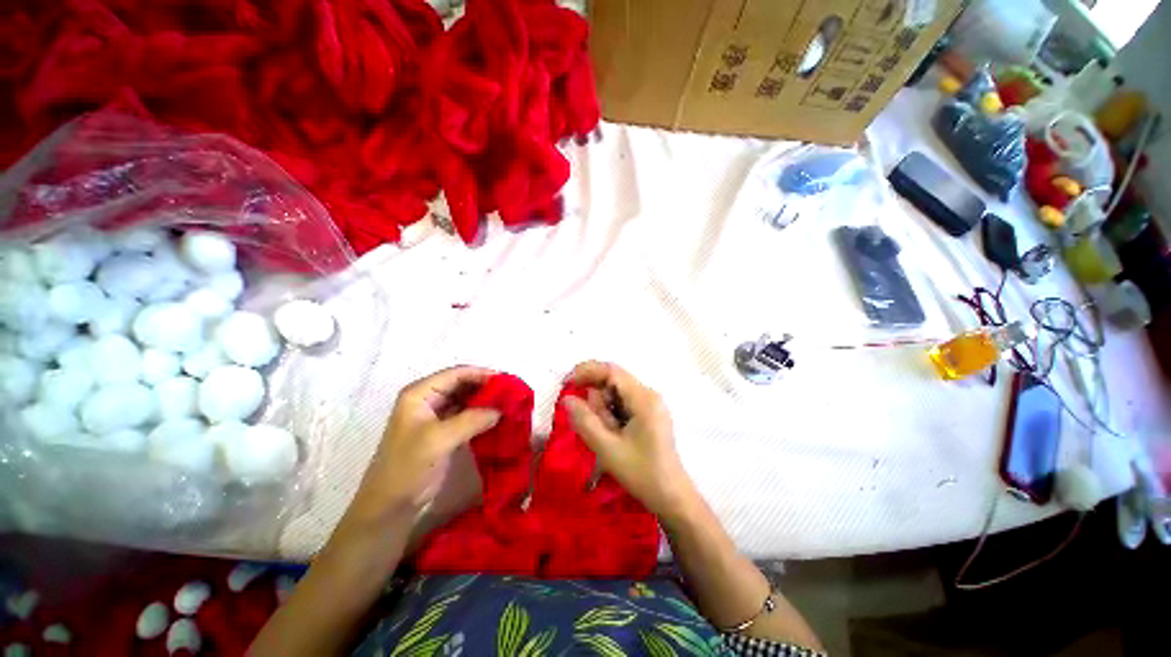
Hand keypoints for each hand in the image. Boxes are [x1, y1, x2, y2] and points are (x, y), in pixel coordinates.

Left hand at [347, 366, 500, 525]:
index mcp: (420, 393)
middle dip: (487, 387)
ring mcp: (436, 416)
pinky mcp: (444, 431)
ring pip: (467, 400)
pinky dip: (483, 415)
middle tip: (513, 393)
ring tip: (510, 404)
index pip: (457, 374)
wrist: (390, 507)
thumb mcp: (439, 439)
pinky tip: (498, 419)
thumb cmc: (408, 467)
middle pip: (463, 384)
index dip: (482, 374)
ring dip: (487, 401)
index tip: (508, 381)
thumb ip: (472, 419)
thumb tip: (502, 409)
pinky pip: (468, 415)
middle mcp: (428, 399)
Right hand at [563, 361, 695, 517]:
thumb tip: (567, 398)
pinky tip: (613, 434)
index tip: (567, 384)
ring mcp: (650, 403)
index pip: (612, 371)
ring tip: (607, 435)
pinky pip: (623, 403)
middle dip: (597, 399)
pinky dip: (611, 414)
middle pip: (614, 381)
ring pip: (617, 393)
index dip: (587, 372)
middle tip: (592, 425)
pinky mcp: (649, 413)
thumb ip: (585, 421)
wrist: (672, 497)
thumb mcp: (608, 449)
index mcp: (644, 398)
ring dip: (604, 409)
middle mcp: (649, 394)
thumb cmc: (642, 474)